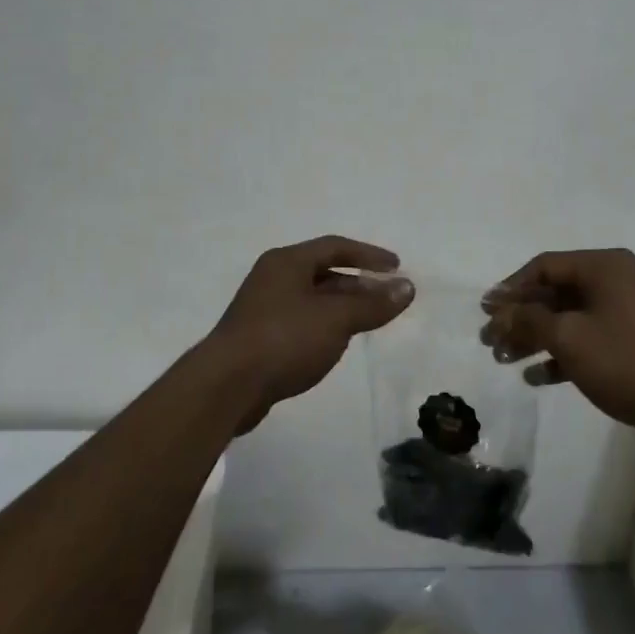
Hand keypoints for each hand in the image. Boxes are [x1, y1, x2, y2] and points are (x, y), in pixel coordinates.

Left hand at [208, 235, 413, 431]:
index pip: (335, 247)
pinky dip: (324, 327)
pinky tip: (336, 345)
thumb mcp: (336, 319)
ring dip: (342, 307)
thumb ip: (373, 303)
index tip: (396, 268)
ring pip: (312, 300)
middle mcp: (272, 278)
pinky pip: (300, 323)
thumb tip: (407, 288)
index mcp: (287, 262)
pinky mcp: (258, 339)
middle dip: (358, 284)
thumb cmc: (284, 339)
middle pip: (323, 272)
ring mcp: (262, 309)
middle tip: (386, 299)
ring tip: (368, 322)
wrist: (226, 387)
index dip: (369, 255)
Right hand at [480, 248, 634, 437]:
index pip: (545, 266)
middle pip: (556, 292)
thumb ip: (529, 319)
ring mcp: (627, 311)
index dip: (511, 288)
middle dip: (520, 317)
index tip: (485, 311)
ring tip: (504, 359)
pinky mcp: (634, 340)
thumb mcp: (568, 337)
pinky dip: (562, 353)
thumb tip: (500, 310)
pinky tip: (537, 377)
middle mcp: (617, 280)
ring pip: (570, 318)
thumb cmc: (625, 360)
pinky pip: (589, 338)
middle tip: (490, 340)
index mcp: (605, 266)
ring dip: (536, 337)